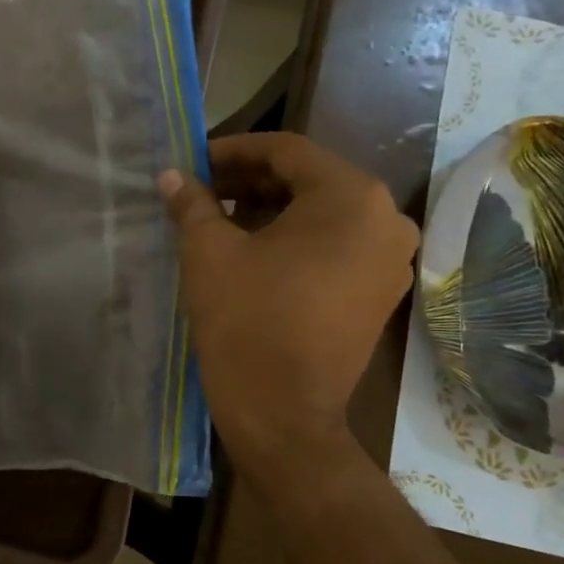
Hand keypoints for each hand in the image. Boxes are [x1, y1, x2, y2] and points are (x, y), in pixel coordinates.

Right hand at [159, 133, 417, 489]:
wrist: (282, 412)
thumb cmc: (247, 321)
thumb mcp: (210, 252)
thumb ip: (193, 203)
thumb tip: (173, 176)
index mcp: (351, 197)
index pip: (287, 151)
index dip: (234, 150)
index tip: (194, 162)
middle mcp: (385, 220)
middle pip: (309, 181)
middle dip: (251, 181)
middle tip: (203, 191)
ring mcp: (390, 261)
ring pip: (323, 215)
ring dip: (271, 210)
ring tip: (221, 221)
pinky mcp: (380, 294)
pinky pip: (336, 248)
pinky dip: (295, 241)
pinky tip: (254, 253)